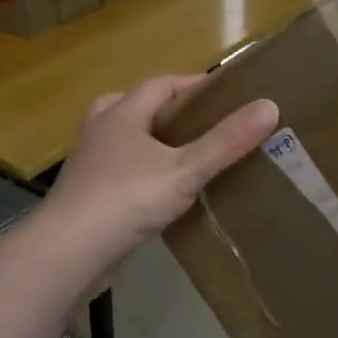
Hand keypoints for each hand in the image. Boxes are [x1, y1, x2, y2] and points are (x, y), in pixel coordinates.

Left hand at [44, 74, 278, 265]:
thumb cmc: (127, 199)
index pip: (161, 84)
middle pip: (133, 106)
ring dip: (148, 143)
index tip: (222, 94)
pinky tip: (159, 194)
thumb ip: (226, 141)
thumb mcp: (185, 169)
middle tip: (196, 125)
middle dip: (164, 110)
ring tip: (181, 158)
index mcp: (122, 114)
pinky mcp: (84, 196)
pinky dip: (138, 173)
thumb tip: (269, 106)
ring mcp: (88, 164)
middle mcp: (100, 131)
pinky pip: (117, 172)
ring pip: (121, 140)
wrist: (68, 252)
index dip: (192, 85)